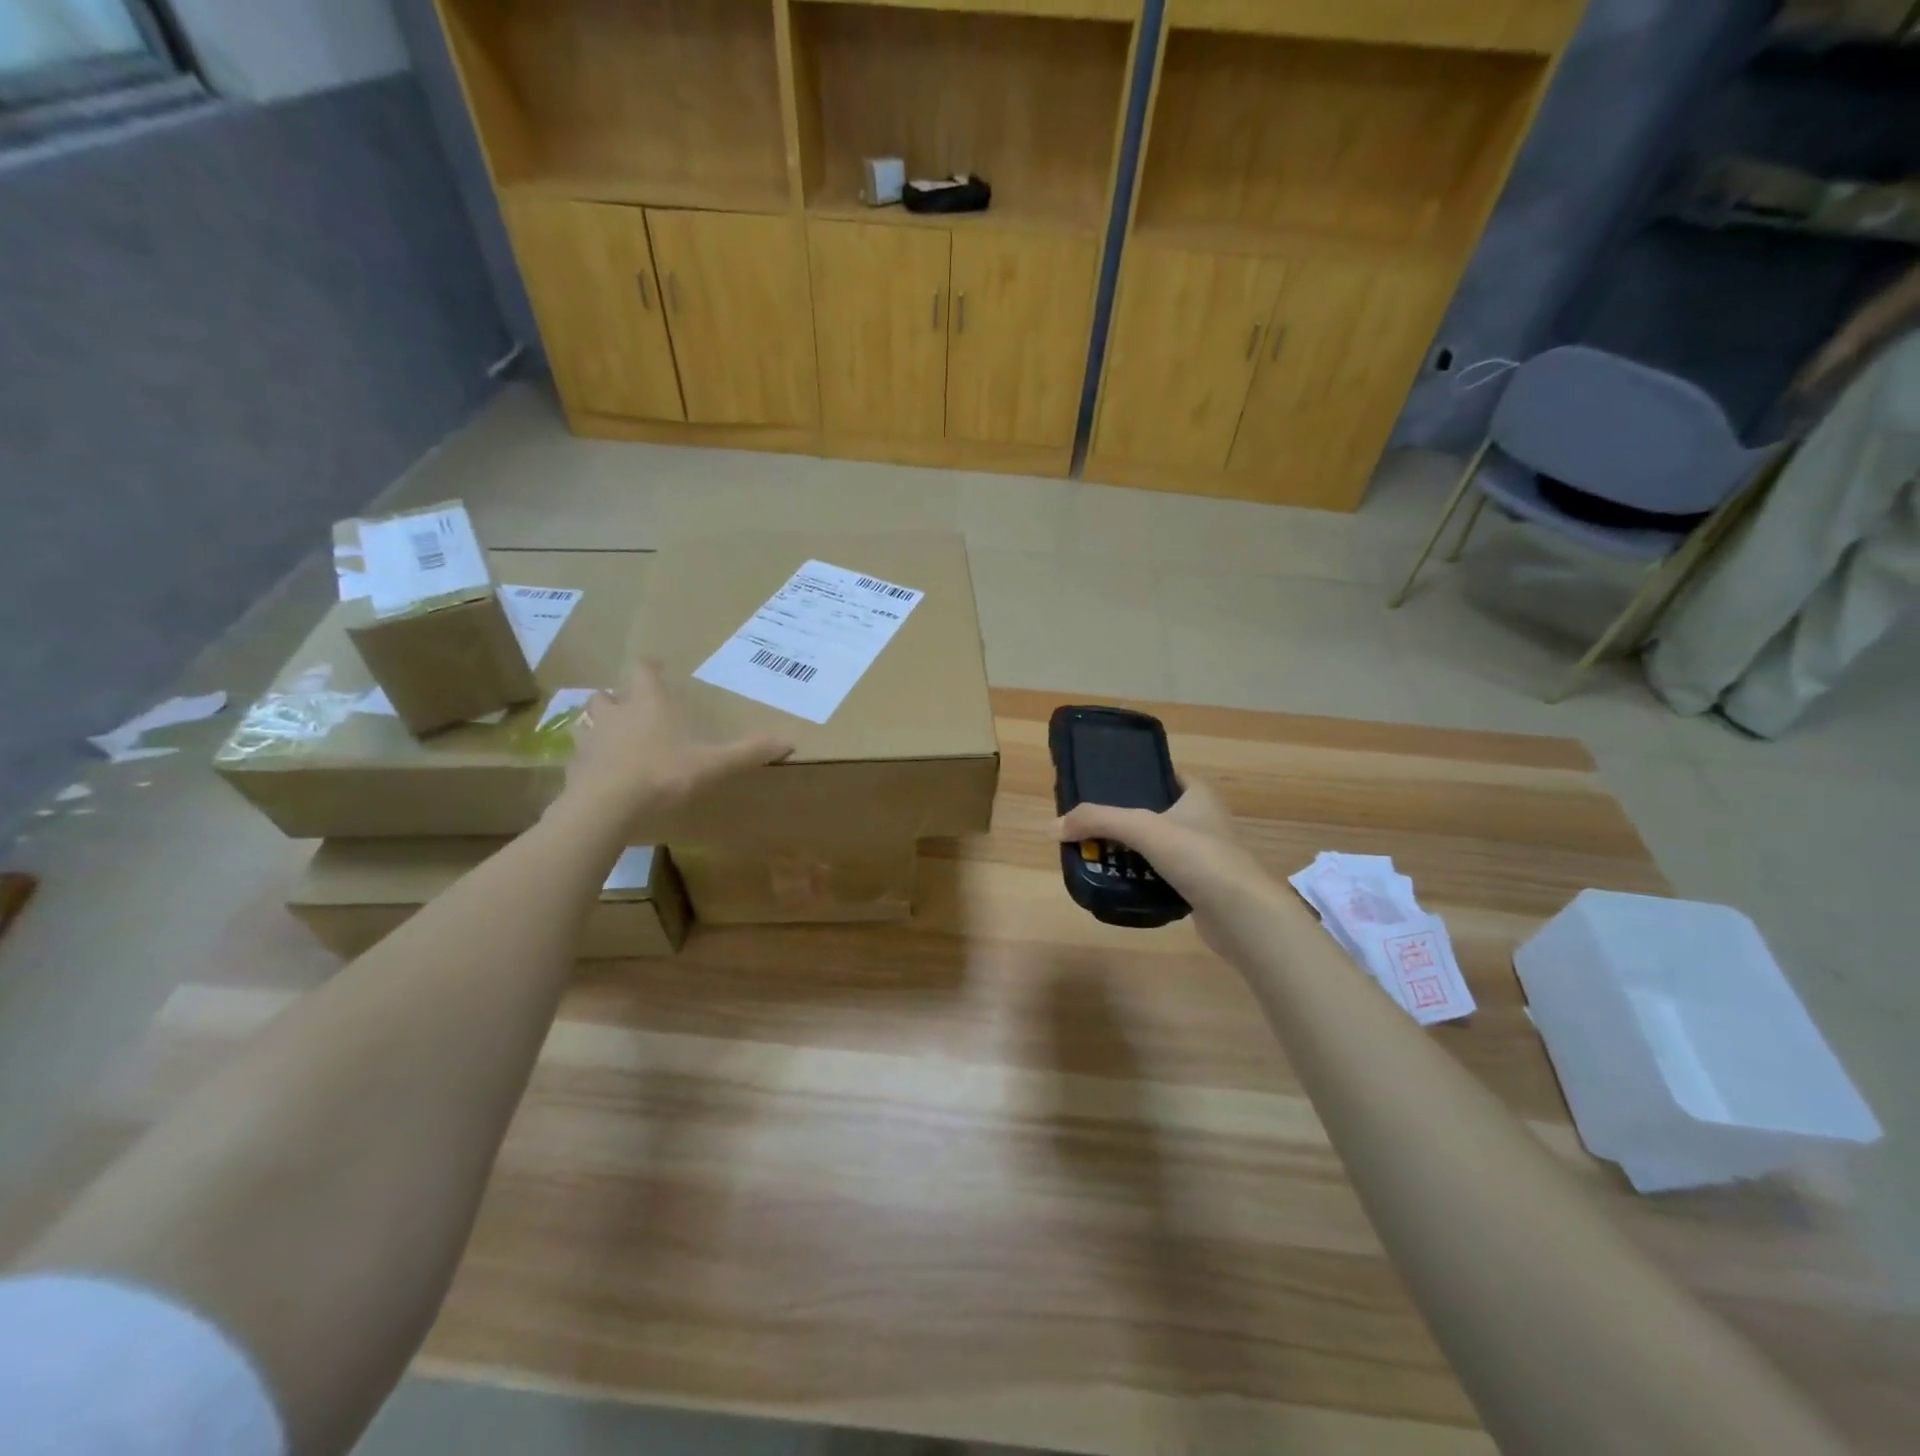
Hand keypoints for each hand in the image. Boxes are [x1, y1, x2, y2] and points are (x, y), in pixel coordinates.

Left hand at [563, 660, 791, 819]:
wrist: (606, 807)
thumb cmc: (663, 774)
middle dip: (618, 697)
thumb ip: (748, 751)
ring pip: (587, 720)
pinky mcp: (574, 766)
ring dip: (599, 724)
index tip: (655, 668)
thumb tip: (790, 741)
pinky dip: (590, 757)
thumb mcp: (713, 764)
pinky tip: (601, 772)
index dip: (648, 668)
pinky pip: (580, 754)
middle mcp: (615, 712)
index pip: (642, 671)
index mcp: (648, 703)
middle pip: (607, 693)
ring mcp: (590, 738)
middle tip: (632, 707)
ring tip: (612, 737)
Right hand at [1055, 778, 1285, 955]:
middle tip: (1091, 826)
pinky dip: (1143, 878)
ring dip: (1132, 852)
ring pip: (1158, 846)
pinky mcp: (1201, 887)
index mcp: (1198, 794)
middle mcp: (1205, 820)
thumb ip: (1097, 821)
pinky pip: (1164, 876)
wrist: (1241, 914)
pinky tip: (1121, 883)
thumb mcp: (1142, 828)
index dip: (1135, 777)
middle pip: (1156, 812)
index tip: (1103, 787)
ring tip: (1097, 855)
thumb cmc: (1197, 856)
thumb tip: (1052, 827)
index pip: (1163, 775)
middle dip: (1125, 820)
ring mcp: (1205, 855)